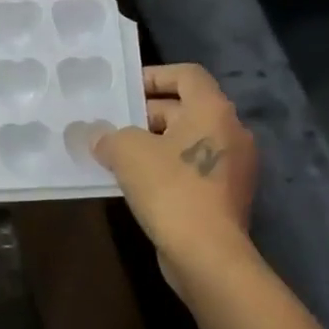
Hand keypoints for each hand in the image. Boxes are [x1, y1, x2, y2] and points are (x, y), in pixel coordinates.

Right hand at [93, 63, 257, 283]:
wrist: (207, 254)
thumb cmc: (170, 190)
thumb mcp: (127, 153)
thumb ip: (107, 136)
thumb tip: (95, 134)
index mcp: (212, 110)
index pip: (187, 75)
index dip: (154, 75)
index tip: (125, 89)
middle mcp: (231, 131)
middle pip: (186, 109)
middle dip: (146, 115)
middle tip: (111, 125)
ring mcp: (233, 166)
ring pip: (187, 142)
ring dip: (154, 144)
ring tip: (116, 154)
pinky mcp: (226, 196)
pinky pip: (192, 169)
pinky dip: (166, 169)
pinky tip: (136, 184)